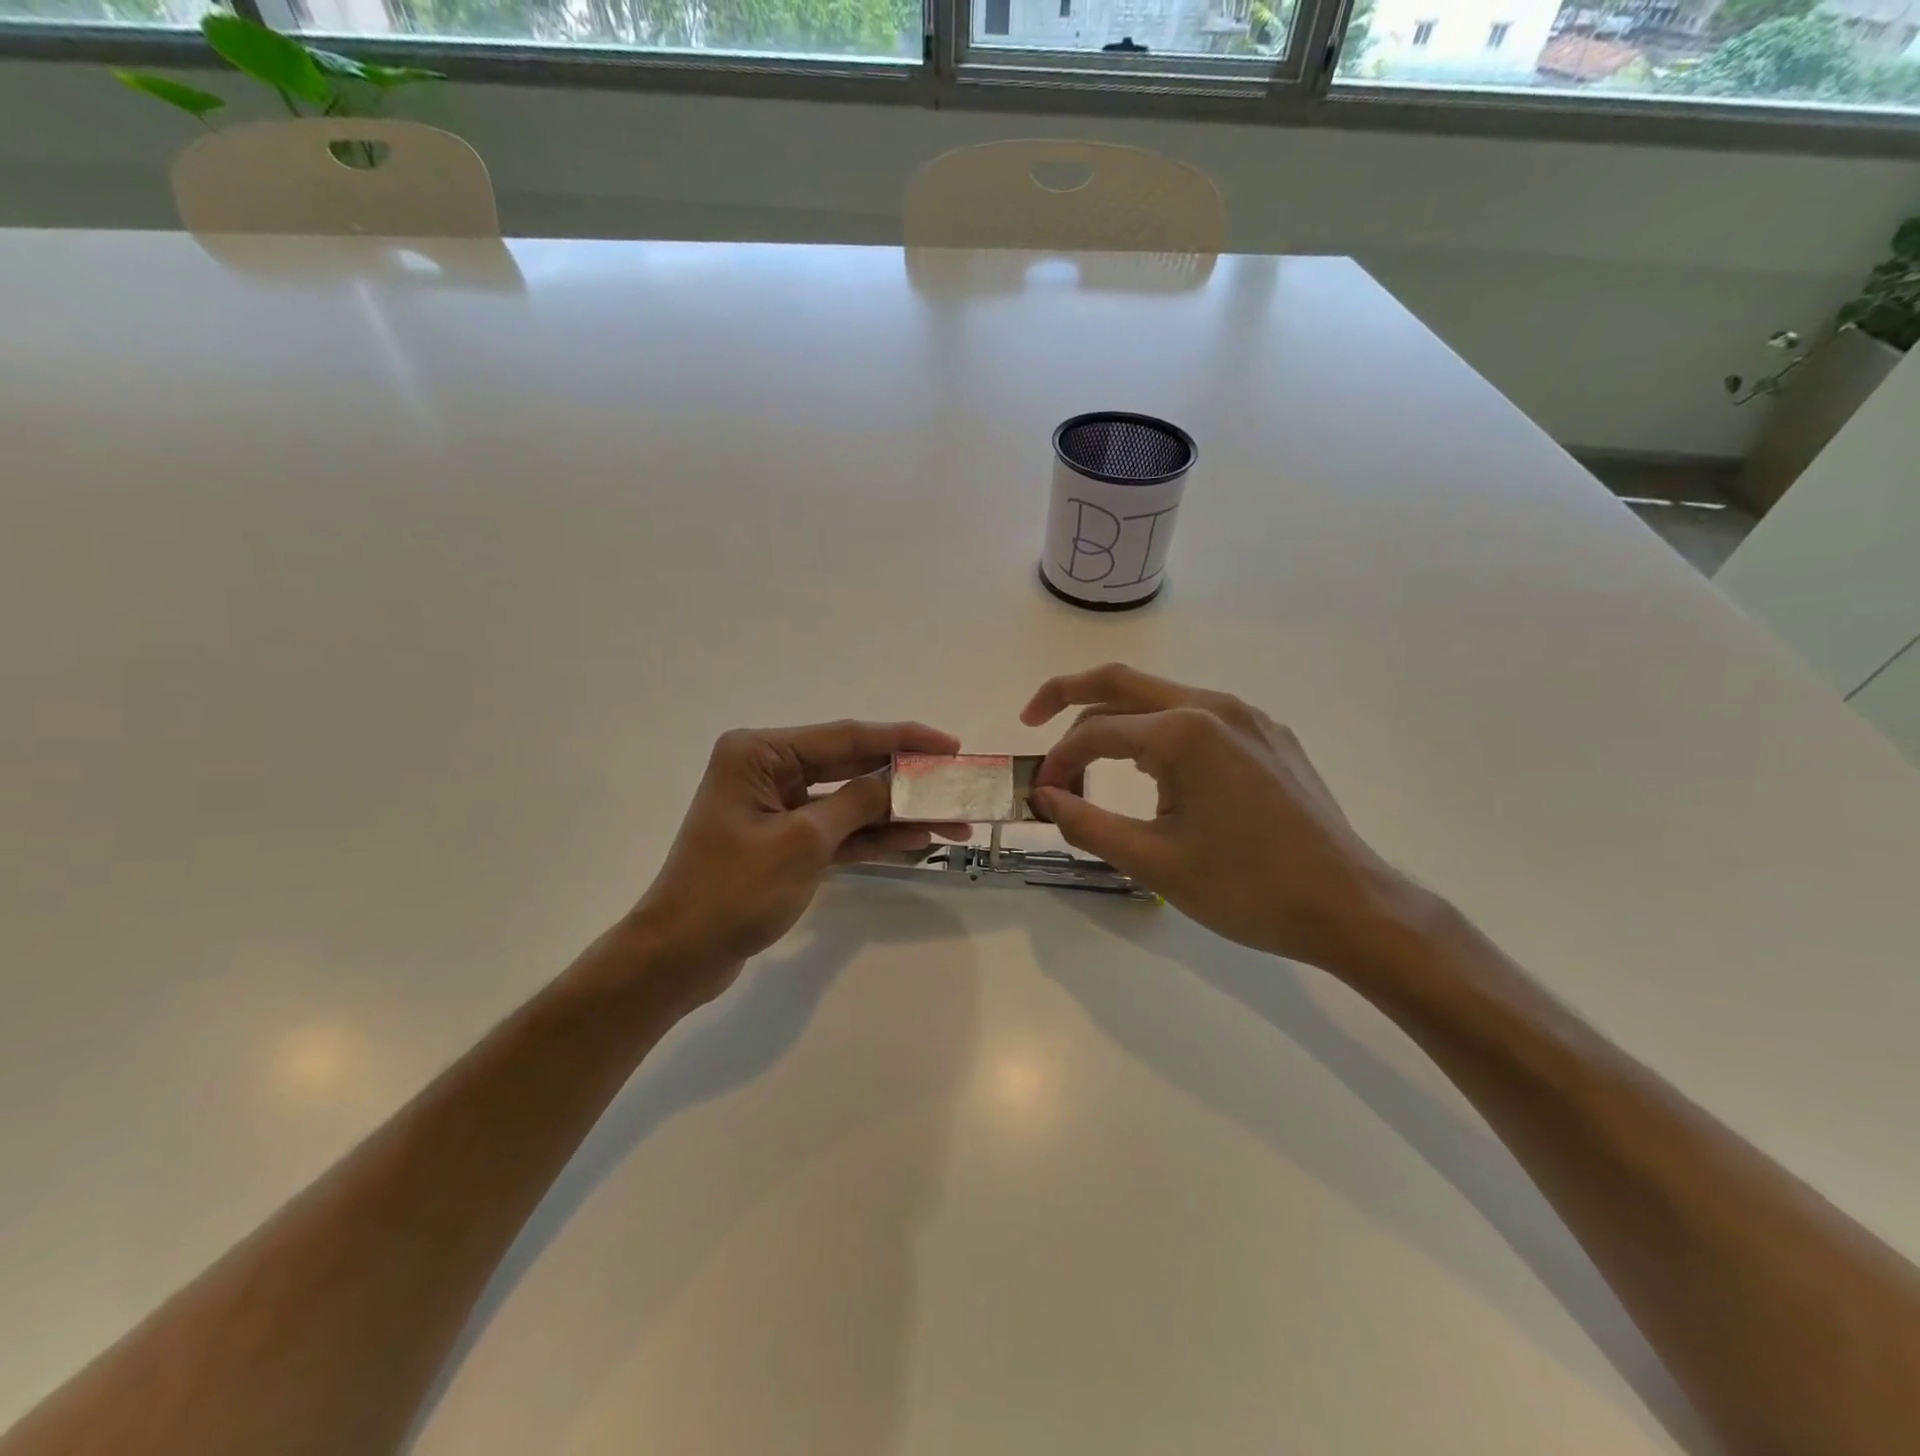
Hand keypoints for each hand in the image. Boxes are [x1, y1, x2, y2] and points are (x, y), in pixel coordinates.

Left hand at [629, 719, 963, 1003]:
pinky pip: (838, 831)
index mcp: (761, 753)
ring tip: (953, 821)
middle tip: (957, 784)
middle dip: (905, 779)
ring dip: (897, 813)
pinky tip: (917, 840)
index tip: (950, 746)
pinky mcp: (786, 842)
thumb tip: (901, 781)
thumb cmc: (732, 890)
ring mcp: (778, 808)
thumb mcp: (803, 842)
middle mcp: (769, 770)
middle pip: (852, 766)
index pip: (846, 737)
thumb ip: (858, 804)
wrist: (680, 955)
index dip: (903, 739)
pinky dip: (873, 837)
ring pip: (850, 802)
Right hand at [1023, 664, 1431, 976]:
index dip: (1059, 760)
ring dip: (1118, 719)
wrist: (1349, 906)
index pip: (1096, 731)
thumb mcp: (1153, 862)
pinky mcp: (1269, 735)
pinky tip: (1157, 770)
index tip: (1043, 794)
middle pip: (1122, 682)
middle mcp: (1214, 706)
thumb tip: (1045, 796)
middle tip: (1032, 718)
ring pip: (1162, 698)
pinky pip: (1199, 717)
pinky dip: (1160, 731)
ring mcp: (1248, 717)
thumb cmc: (1246, 888)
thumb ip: (1086, 823)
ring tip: (1092, 758)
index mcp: (1183, 732)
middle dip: (1068, 694)